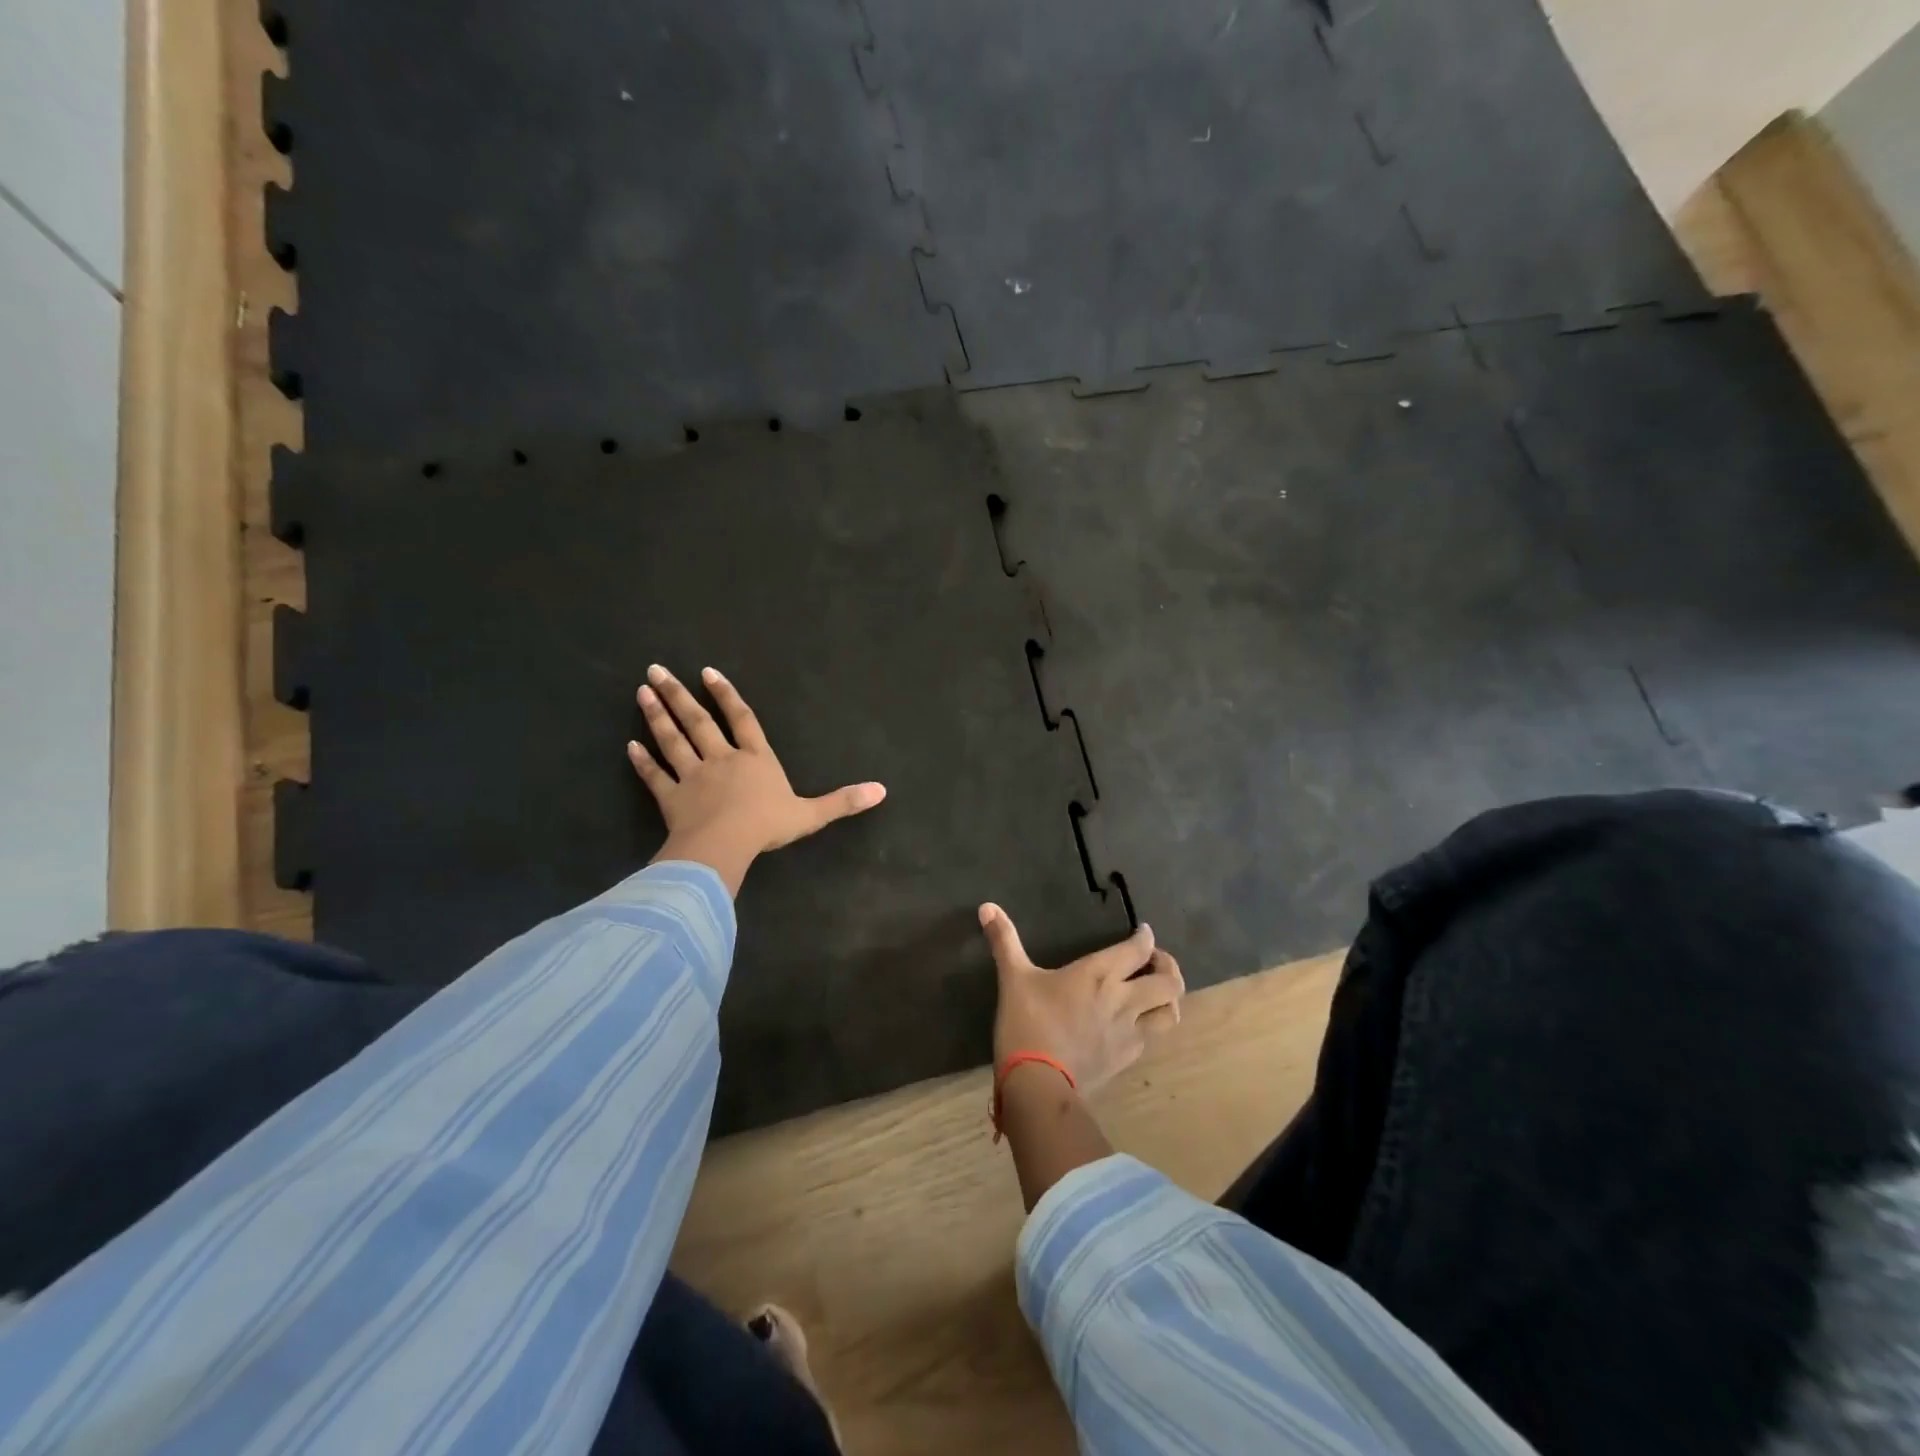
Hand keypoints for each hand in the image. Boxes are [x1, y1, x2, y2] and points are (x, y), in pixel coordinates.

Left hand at [629, 664, 885, 895]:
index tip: (707, 674)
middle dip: (678, 695)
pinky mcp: (672, 798)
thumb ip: (843, 801)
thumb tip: (882, 790)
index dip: (726, 696)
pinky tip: (630, 746)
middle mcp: (722, 760)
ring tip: (642, 693)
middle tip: (655, 670)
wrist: (725, 845)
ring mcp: (693, 777)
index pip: (742, 720)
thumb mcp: (812, 814)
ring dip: (657, 717)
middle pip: (699, 722)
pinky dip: (643, 762)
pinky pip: (656, 776)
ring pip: (673, 741)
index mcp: (756, 760)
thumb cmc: (768, 825)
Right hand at [979, 903, 1184, 1093]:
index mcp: (1099, 974)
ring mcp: (1129, 1032)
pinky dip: (1152, 1025)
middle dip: (1169, 967)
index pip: (1139, 949)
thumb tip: (987, 906)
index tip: (1143, 933)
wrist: (1038, 1084)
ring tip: (1155, 994)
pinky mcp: (1126, 1059)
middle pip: (1169, 982)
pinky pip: (1152, 1038)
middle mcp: (1123, 999)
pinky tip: (1136, 1024)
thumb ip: (1004, 941)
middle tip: (1154, 963)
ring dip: (1169, 1000)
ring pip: (1171, 1013)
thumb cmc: (1027, 1023)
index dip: (1146, 938)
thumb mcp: (1013, 978)